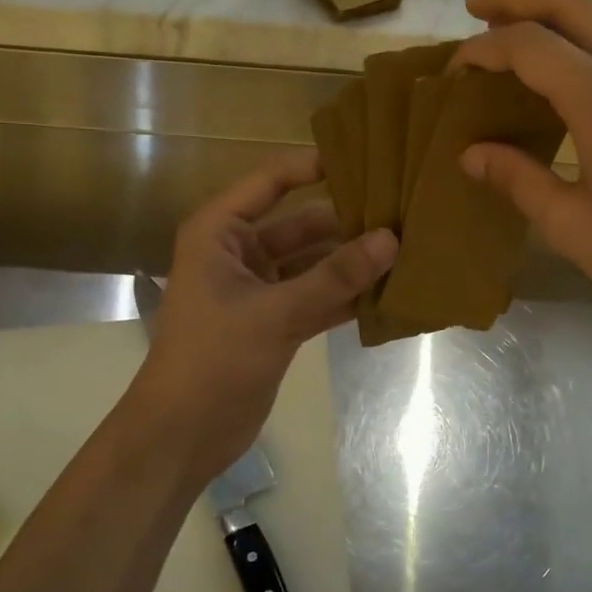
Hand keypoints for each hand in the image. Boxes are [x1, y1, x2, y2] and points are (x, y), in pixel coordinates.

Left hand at [124, 149, 395, 483]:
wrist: (184, 433)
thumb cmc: (214, 360)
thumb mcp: (276, 313)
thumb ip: (334, 277)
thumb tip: (391, 239)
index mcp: (221, 233)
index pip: (271, 182)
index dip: (313, 166)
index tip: (367, 157)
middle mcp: (240, 253)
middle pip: (301, 225)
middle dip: (347, 223)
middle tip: (403, 214)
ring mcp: (260, 290)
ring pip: (314, 264)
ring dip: (352, 263)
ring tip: (408, 250)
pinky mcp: (277, 322)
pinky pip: (318, 297)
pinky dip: (347, 296)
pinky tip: (389, 292)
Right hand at [454, 0, 591, 345]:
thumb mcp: (571, 225)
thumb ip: (518, 180)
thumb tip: (470, 155)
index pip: (530, 45)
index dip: (485, 49)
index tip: (454, 69)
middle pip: (570, 4)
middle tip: (476, 9)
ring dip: (551, 16)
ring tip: (510, 34)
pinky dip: (580, 41)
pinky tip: (561, 74)